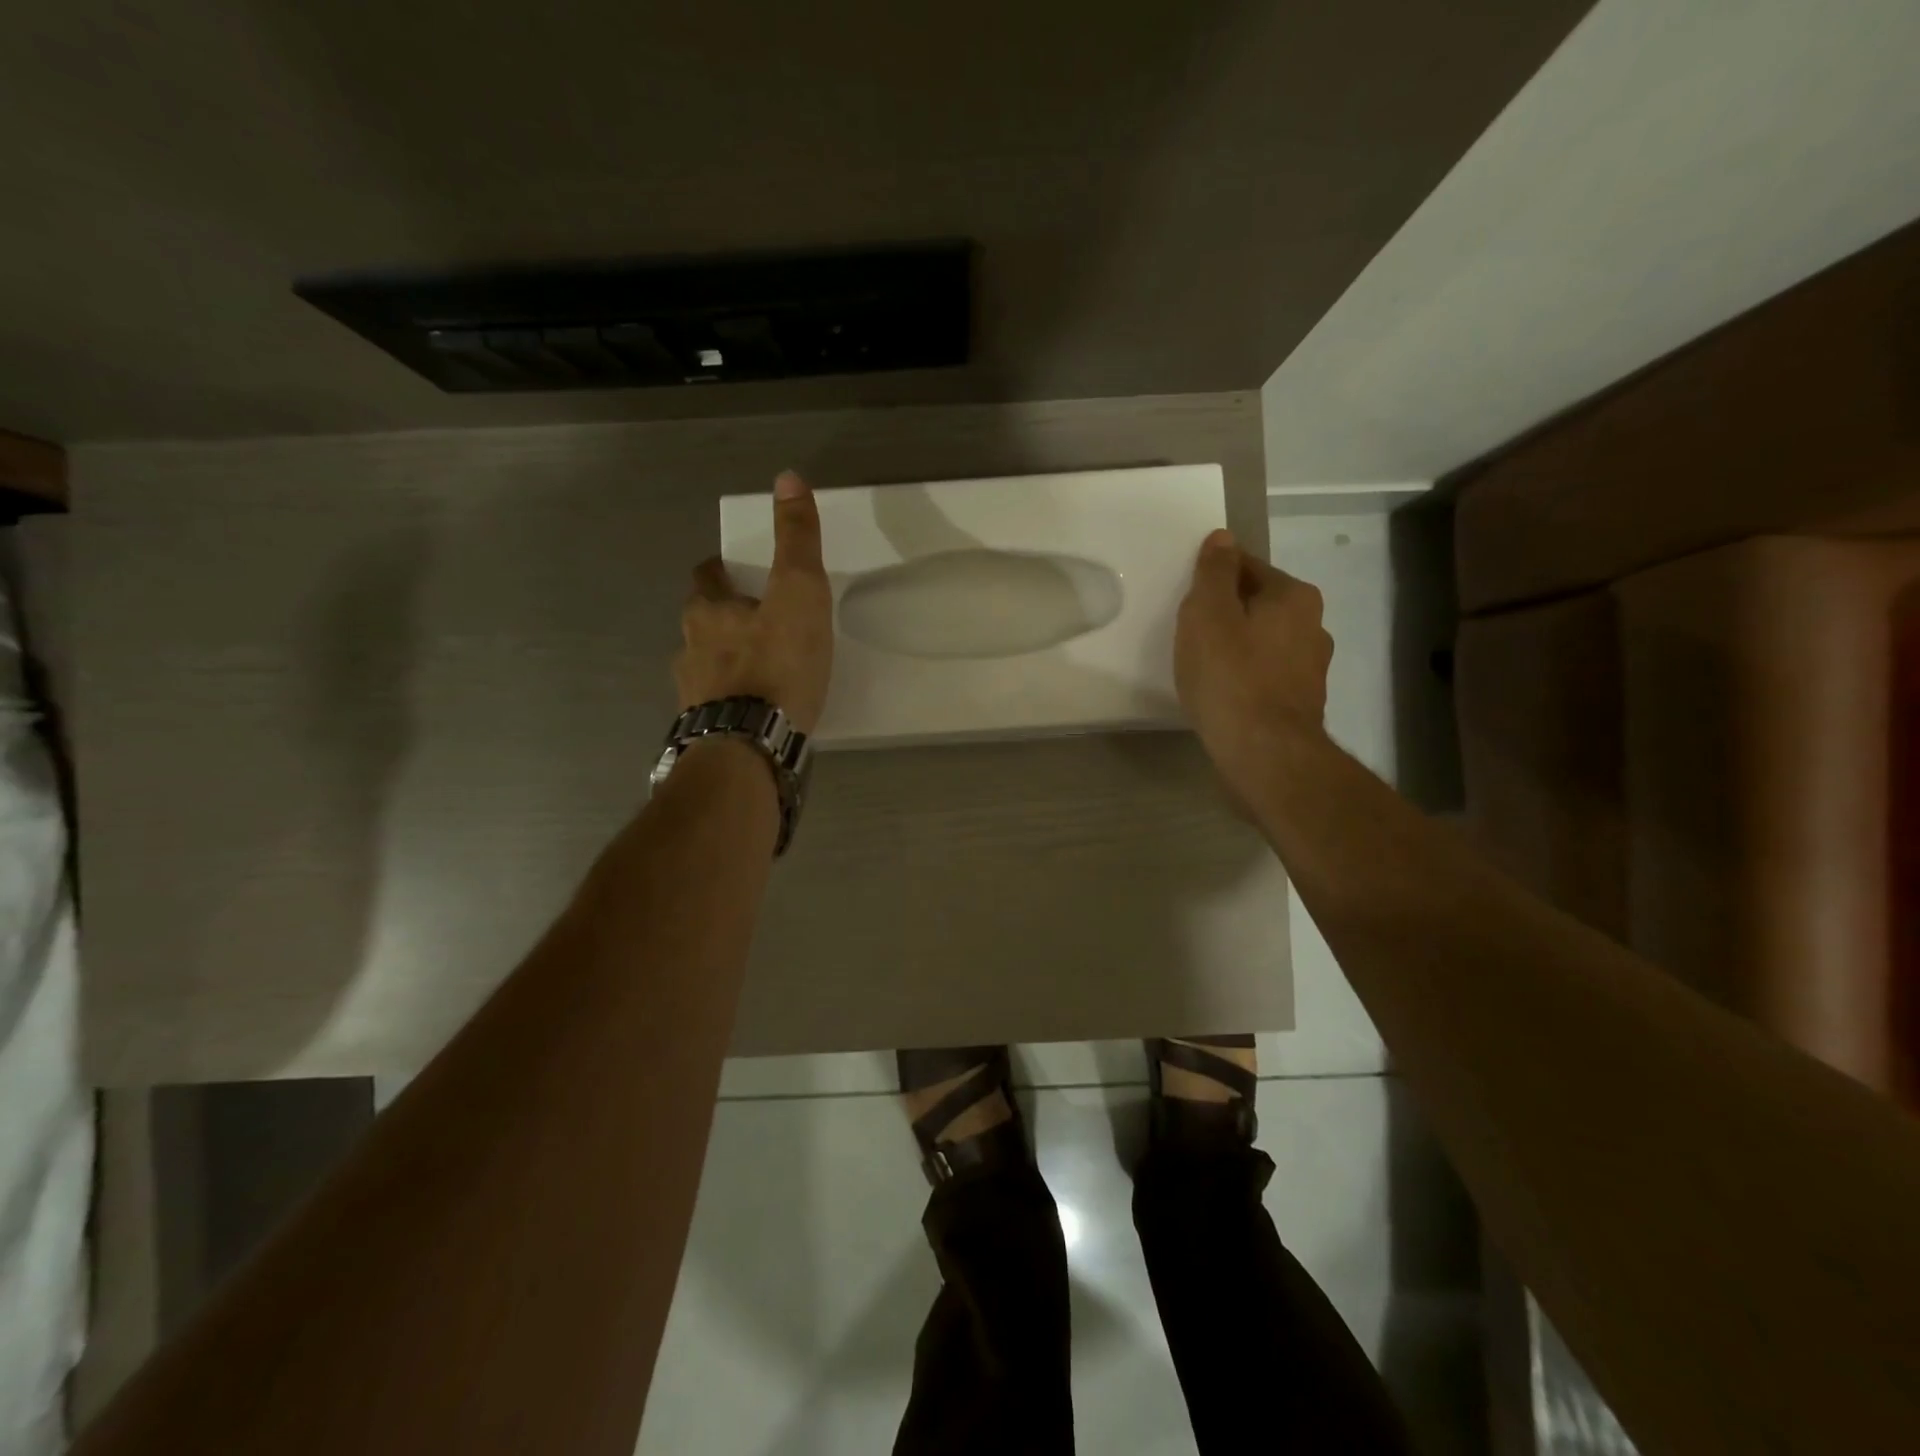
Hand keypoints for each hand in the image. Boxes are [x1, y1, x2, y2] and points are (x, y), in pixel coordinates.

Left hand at [676, 471, 833, 733]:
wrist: (751, 745)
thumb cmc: (776, 664)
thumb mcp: (798, 592)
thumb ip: (796, 539)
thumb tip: (787, 476)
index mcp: (708, 613)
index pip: (706, 579)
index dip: (719, 571)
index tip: (733, 571)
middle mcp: (690, 651)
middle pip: (701, 625)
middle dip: (722, 620)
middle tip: (754, 623)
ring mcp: (693, 696)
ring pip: (706, 668)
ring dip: (726, 664)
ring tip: (759, 673)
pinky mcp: (705, 733)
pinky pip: (717, 708)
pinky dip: (733, 703)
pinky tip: (756, 714)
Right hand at [1174, 529, 1333, 796]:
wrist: (1264, 753)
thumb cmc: (1230, 677)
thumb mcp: (1207, 614)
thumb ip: (1213, 573)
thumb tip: (1222, 538)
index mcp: (1293, 596)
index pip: (1247, 566)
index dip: (1212, 578)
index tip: (1187, 600)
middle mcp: (1312, 625)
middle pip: (1258, 604)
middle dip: (1226, 613)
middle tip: (1189, 634)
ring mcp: (1311, 667)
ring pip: (1263, 642)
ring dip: (1237, 646)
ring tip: (1203, 667)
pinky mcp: (1301, 702)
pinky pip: (1265, 675)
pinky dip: (1245, 677)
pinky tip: (1223, 693)